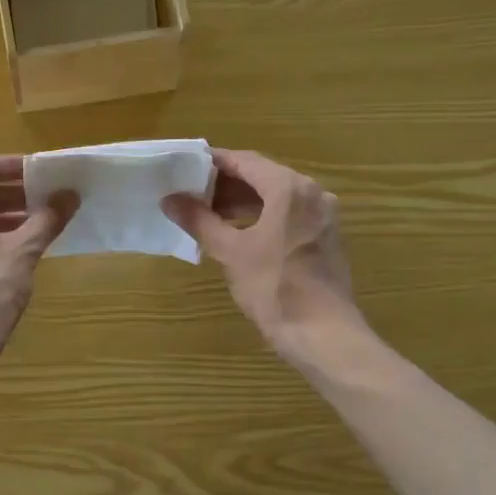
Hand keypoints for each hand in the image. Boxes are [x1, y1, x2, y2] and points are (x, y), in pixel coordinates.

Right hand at [164, 149, 361, 366]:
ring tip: (208, 215)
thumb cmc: (274, 287)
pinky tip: (238, 233)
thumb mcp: (231, 252)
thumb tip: (169, 199)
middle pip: (263, 177)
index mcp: (290, 188)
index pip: (245, 161)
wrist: (322, 333)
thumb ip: (199, 220)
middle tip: (191, 194)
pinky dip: (263, 217)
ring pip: (277, 197)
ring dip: (243, 203)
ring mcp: (323, 216)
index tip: (185, 167)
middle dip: (226, 185)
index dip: (213, 162)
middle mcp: (312, 193)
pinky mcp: (326, 238)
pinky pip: (290, 215)